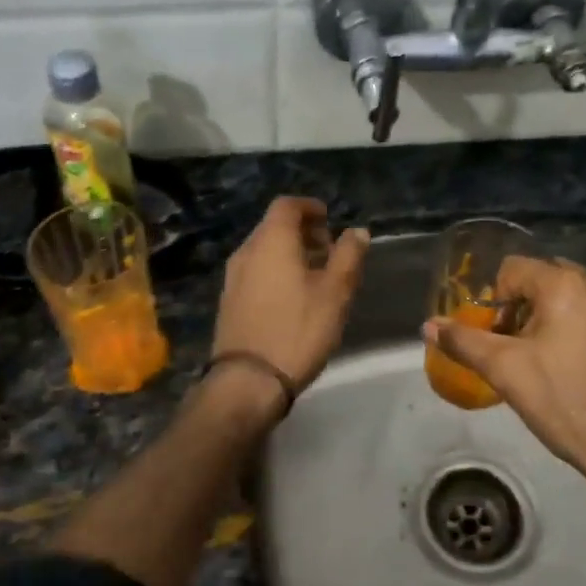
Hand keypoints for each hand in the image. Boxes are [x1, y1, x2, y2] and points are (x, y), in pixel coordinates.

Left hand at [213, 197, 368, 389]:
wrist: (248, 380)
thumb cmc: (298, 329)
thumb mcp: (335, 292)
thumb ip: (348, 256)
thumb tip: (357, 231)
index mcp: (271, 240)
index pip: (287, 205)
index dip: (310, 208)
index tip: (330, 221)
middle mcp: (247, 251)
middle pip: (274, 227)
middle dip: (302, 232)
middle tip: (329, 251)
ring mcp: (233, 277)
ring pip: (264, 251)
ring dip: (290, 253)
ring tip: (316, 277)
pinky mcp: (229, 301)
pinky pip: (256, 272)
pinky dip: (275, 272)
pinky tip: (293, 298)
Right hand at [424, 256, 585, 517]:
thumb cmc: (564, 402)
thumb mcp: (505, 371)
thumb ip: (464, 342)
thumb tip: (429, 326)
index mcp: (566, 284)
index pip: (513, 269)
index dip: (497, 301)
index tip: (498, 338)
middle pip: (545, 280)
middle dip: (524, 308)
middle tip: (517, 350)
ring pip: (574, 299)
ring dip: (553, 320)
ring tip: (547, 363)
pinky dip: (582, 332)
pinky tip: (580, 371)